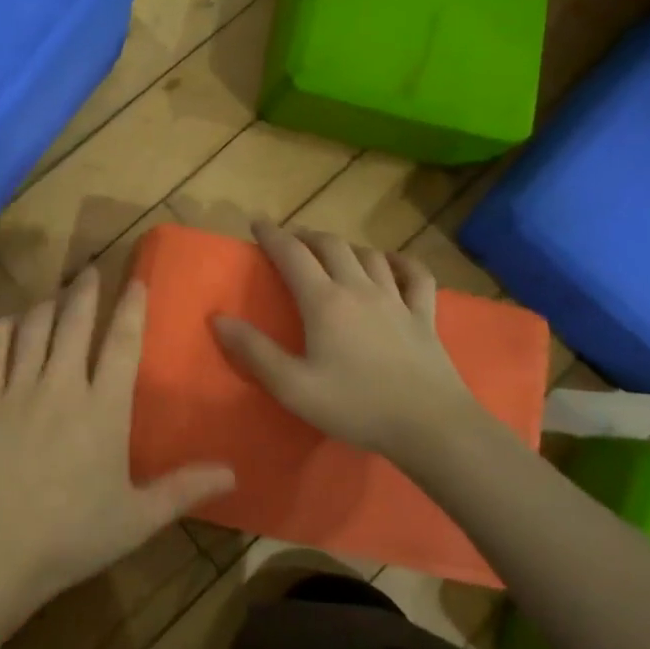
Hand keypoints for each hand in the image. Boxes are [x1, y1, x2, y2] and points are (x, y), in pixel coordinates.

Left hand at [0, 267, 235, 608]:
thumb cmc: (72, 536)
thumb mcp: (137, 518)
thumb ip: (184, 489)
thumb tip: (233, 472)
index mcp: (104, 409)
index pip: (122, 343)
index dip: (131, 308)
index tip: (135, 280)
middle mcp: (62, 386)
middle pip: (75, 322)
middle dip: (85, 291)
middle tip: (91, 270)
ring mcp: (18, 389)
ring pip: (34, 327)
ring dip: (48, 304)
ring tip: (56, 295)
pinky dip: (5, 327)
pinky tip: (12, 324)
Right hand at [212, 222, 493, 466]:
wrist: (431, 426)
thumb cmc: (356, 406)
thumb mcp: (293, 386)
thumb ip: (255, 351)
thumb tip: (218, 318)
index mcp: (324, 302)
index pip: (292, 255)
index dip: (272, 235)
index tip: (256, 222)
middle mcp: (359, 289)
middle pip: (331, 246)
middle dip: (306, 236)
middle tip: (291, 239)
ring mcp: (397, 300)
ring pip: (369, 255)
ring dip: (346, 246)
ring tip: (332, 252)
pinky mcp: (424, 316)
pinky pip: (415, 276)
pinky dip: (400, 262)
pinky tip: (392, 263)